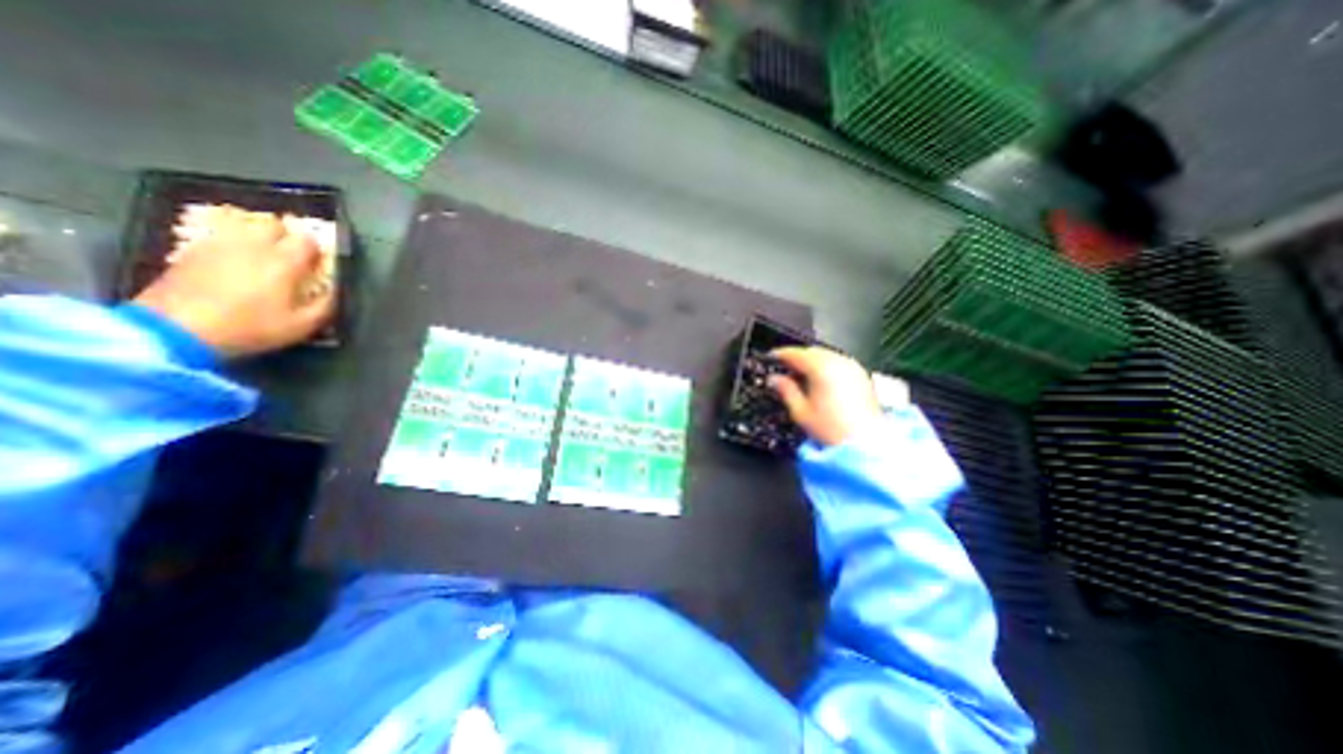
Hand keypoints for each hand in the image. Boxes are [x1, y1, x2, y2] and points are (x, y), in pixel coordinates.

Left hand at [131, 206, 336, 358]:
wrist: (176, 330)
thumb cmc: (250, 328)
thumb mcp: (302, 325)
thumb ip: (326, 305)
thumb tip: (336, 291)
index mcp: (284, 262)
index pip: (308, 240)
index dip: (317, 250)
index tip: (318, 264)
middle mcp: (253, 246)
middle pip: (274, 225)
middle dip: (286, 237)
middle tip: (291, 257)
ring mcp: (219, 245)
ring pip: (245, 226)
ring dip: (259, 238)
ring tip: (263, 257)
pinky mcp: (192, 250)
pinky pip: (221, 237)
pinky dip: (234, 245)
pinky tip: (235, 263)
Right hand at [767, 346, 882, 448]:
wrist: (865, 443)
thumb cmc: (832, 429)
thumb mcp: (800, 411)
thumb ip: (785, 390)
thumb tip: (774, 379)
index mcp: (821, 368)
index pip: (795, 353)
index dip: (780, 355)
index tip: (771, 358)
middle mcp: (838, 362)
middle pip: (811, 351)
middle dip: (797, 357)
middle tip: (784, 368)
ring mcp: (852, 367)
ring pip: (826, 355)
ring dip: (812, 361)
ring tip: (801, 375)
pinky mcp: (861, 375)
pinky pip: (839, 362)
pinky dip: (827, 366)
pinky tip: (820, 380)